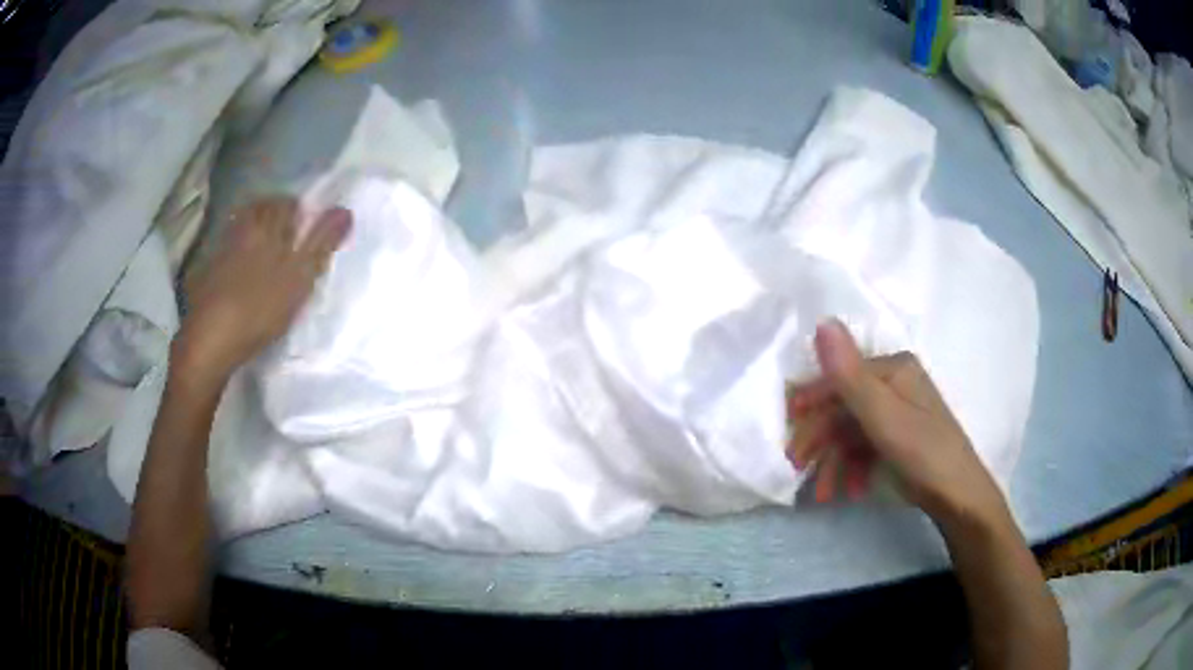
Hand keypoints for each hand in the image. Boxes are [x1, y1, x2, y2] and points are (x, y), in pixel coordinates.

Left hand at [174, 197, 351, 385]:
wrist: (210, 340)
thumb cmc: (260, 307)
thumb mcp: (299, 277)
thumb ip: (321, 244)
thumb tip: (346, 211)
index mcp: (266, 228)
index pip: (286, 204)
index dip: (297, 211)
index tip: (305, 226)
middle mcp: (242, 230)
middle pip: (259, 210)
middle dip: (273, 217)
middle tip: (285, 237)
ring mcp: (221, 251)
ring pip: (240, 229)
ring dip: (252, 234)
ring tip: (264, 255)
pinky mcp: (206, 272)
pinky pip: (225, 251)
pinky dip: (234, 255)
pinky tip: (239, 274)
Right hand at [786, 319, 1004, 526]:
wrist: (959, 497)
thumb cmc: (922, 452)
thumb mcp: (882, 416)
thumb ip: (849, 374)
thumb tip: (822, 322)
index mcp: (893, 369)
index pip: (840, 376)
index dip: (811, 401)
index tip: (787, 430)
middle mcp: (894, 384)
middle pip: (844, 407)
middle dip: (820, 441)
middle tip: (798, 469)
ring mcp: (897, 412)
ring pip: (852, 432)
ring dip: (834, 462)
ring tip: (823, 493)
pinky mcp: (899, 438)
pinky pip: (866, 447)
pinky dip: (853, 468)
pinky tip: (849, 490)